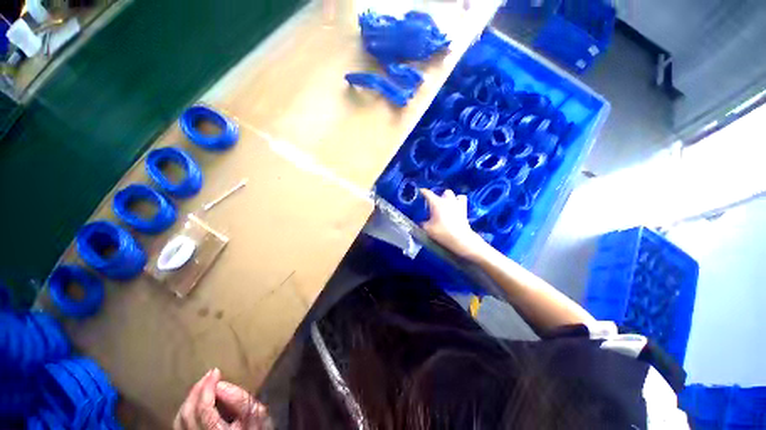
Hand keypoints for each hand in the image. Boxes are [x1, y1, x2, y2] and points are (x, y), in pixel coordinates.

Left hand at [174, 369, 271, 429]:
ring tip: (202, 386)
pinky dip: (186, 411)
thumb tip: (221, 384)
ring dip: (190, 400)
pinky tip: (196, 403)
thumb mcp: (255, 413)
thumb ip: (240, 400)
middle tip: (208, 376)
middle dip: (197, 391)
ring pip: (180, 420)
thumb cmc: (254, 427)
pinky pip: (181, 426)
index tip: (216, 372)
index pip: (203, 410)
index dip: (207, 388)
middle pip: (188, 414)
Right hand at [420, 188, 488, 259]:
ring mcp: (457, 203)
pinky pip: (462, 200)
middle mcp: (447, 200)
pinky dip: (458, 201)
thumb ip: (421, 223)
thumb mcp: (427, 229)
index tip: (419, 192)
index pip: (427, 193)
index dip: (422, 191)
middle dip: (439, 196)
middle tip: (435, 204)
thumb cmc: (442, 232)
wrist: (460, 239)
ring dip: (449, 198)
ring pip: (453, 195)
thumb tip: (419, 221)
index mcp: (436, 203)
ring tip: (446, 204)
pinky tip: (456, 207)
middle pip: (443, 192)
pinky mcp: (464, 209)